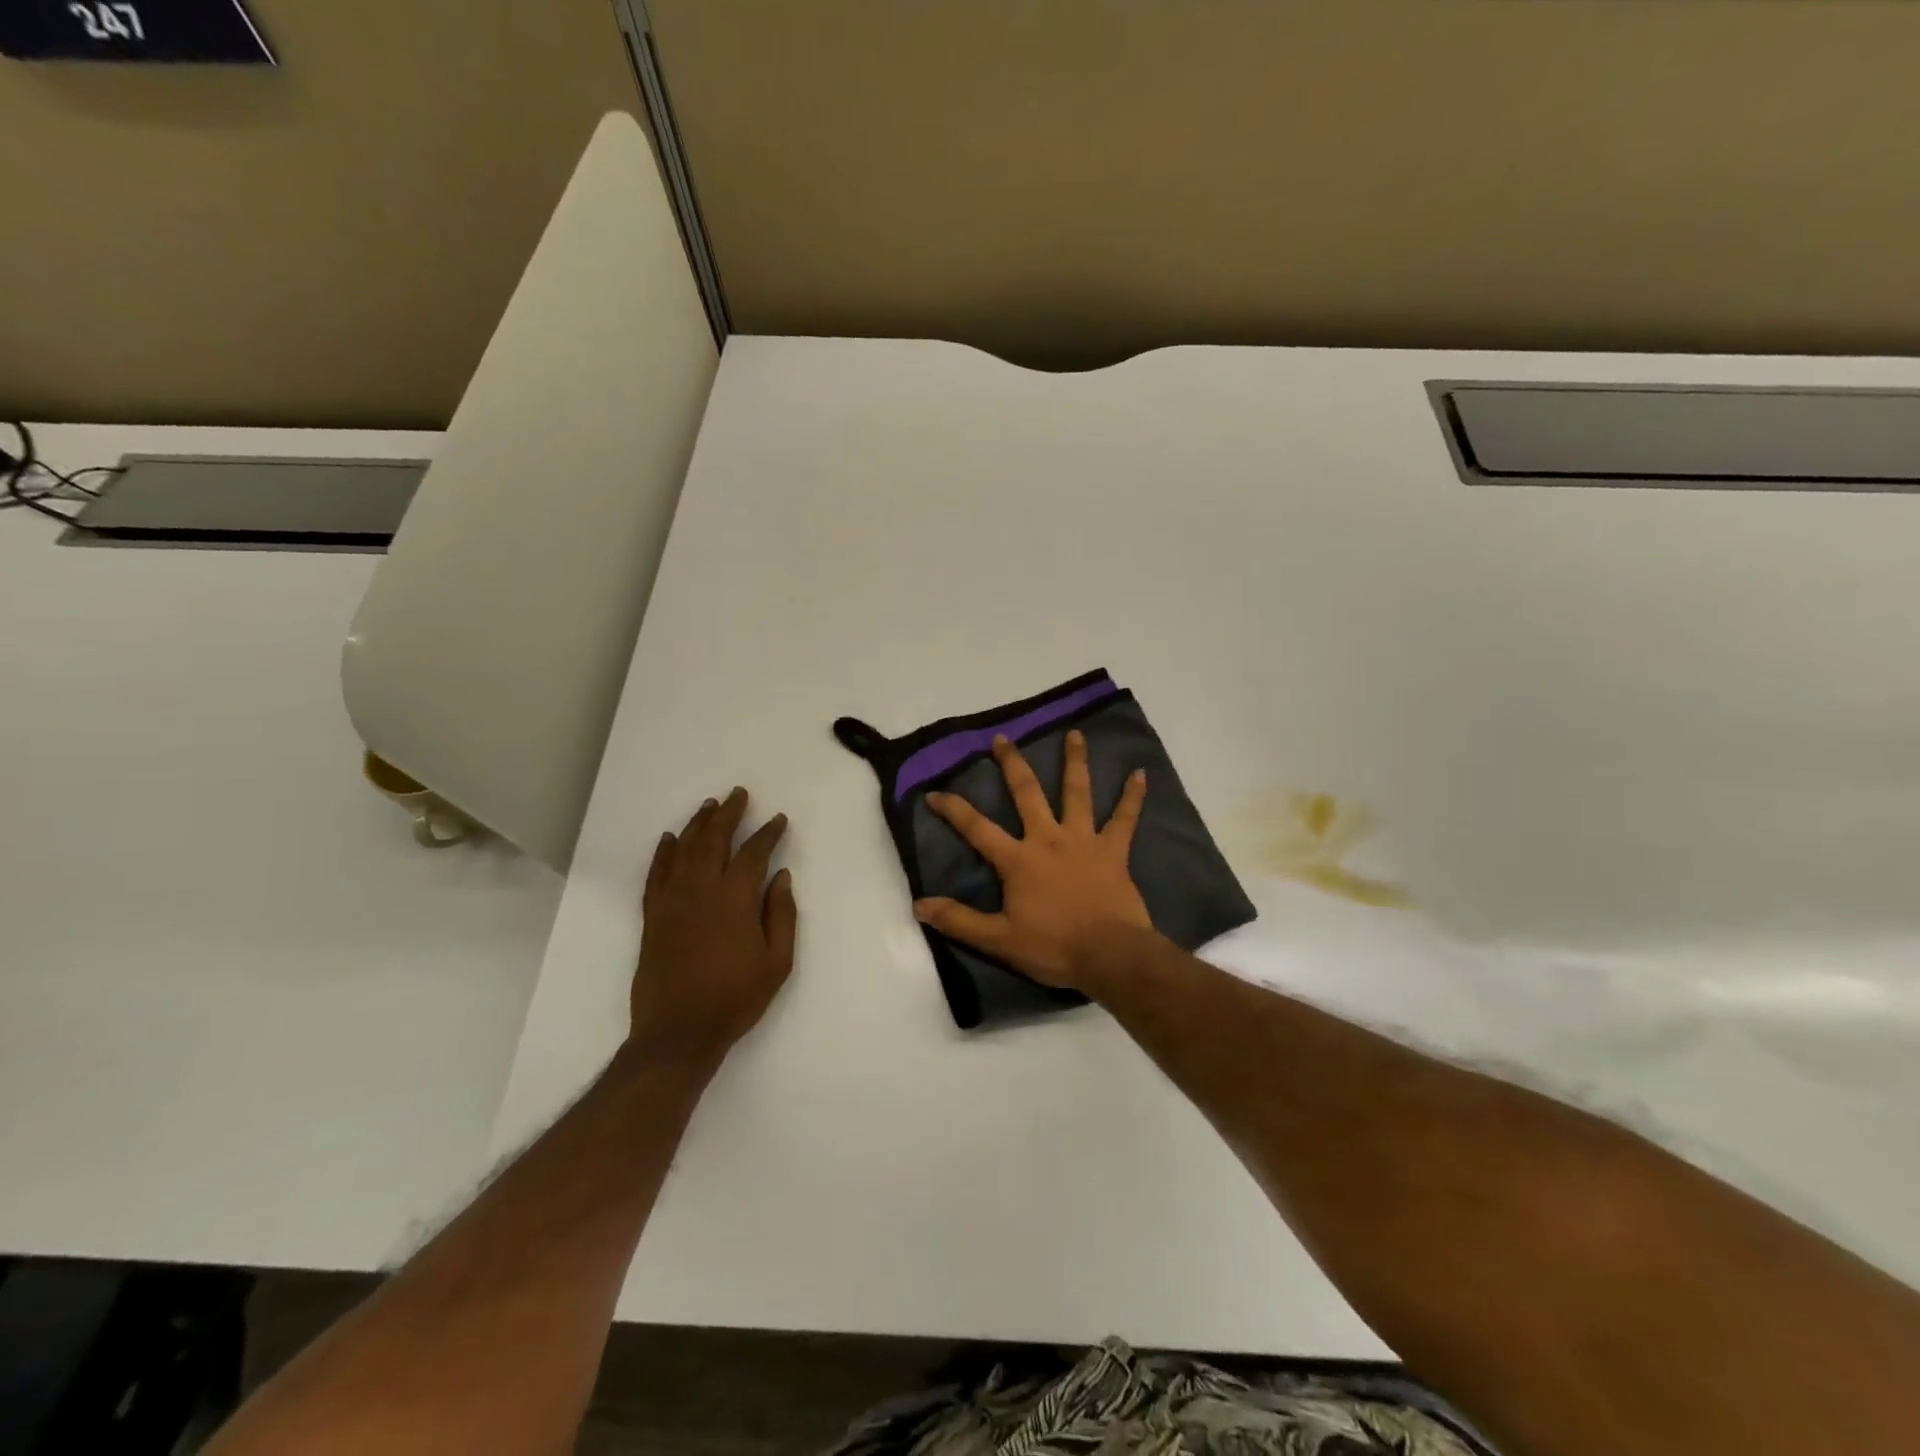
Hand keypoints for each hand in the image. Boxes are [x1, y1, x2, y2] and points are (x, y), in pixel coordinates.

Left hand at [630, 787, 796, 1065]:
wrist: (678, 1032)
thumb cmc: (735, 997)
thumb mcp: (777, 962)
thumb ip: (781, 915)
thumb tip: (780, 876)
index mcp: (734, 900)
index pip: (753, 853)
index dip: (767, 833)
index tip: (778, 819)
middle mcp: (700, 890)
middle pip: (713, 840)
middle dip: (728, 814)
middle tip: (738, 795)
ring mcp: (671, 901)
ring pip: (683, 850)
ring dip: (697, 824)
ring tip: (709, 806)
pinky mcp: (652, 915)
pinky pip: (655, 874)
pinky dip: (663, 852)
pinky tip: (669, 838)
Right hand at [914, 731, 1155, 992]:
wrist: (1110, 955)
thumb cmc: (1053, 947)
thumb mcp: (999, 940)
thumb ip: (959, 920)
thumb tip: (919, 905)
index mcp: (1018, 859)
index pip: (977, 828)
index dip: (953, 809)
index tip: (934, 792)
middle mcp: (1048, 839)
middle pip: (1027, 793)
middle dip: (1012, 764)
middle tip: (1003, 739)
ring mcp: (1084, 840)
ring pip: (1078, 792)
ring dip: (1075, 761)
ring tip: (1076, 733)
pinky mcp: (1113, 850)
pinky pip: (1125, 818)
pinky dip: (1133, 797)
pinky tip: (1141, 774)